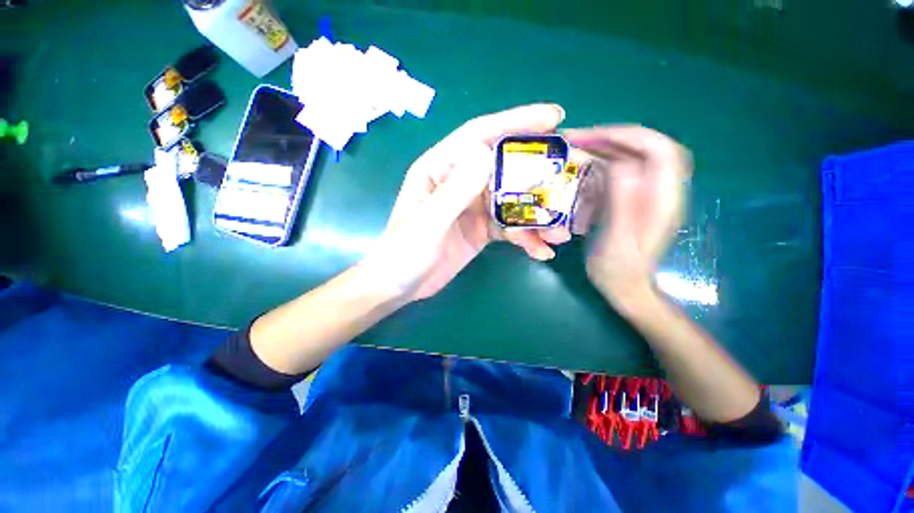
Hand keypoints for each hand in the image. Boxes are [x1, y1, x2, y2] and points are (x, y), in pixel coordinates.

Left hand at [360, 104, 569, 301]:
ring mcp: (472, 207)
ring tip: (560, 233)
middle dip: (537, 173)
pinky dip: (526, 237)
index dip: (515, 122)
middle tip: (570, 178)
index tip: (554, 117)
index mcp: (440, 168)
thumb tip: (487, 153)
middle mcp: (459, 182)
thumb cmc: (404, 252)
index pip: (479, 135)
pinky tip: (540, 250)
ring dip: (536, 215)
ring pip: (511, 200)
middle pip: (503, 167)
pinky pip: (509, 227)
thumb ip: (455, 190)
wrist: (399, 286)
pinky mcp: (480, 229)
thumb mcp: (428, 222)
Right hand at [564, 126, 691, 308]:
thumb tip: (620, 163)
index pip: (658, 149)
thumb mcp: (618, 239)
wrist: (626, 287)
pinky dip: (601, 164)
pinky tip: (582, 169)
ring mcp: (648, 194)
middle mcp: (661, 190)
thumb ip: (623, 202)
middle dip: (612, 138)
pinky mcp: (634, 200)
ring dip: (605, 148)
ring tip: (576, 149)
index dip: (627, 136)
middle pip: (646, 148)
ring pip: (633, 157)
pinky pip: (621, 172)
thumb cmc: (619, 269)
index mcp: (664, 198)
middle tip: (577, 140)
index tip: (592, 138)